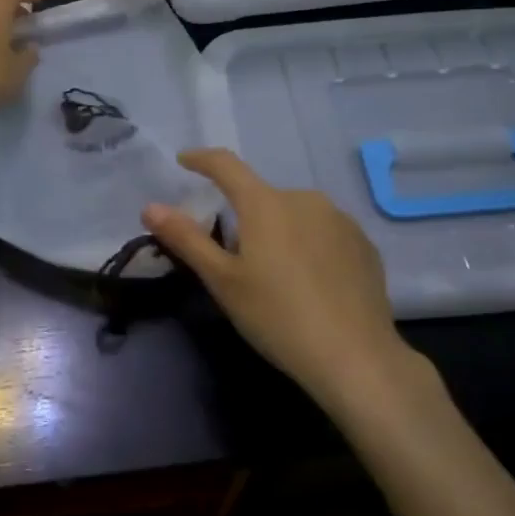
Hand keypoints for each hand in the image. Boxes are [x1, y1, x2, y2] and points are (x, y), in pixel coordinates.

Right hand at [141, 149, 418, 412]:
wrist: (355, 356)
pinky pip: (324, 233)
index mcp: (265, 203)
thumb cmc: (277, 316)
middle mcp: (304, 198)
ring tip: (278, 278)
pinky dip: (310, 247)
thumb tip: (150, 207)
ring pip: (295, 215)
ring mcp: (340, 219)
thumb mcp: (223, 281)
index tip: (185, 160)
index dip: (201, 159)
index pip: (226, 165)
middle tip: (236, 261)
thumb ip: (186, 239)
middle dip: (245, 218)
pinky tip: (312, 284)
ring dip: (279, 232)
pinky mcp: (364, 243)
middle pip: (262, 198)